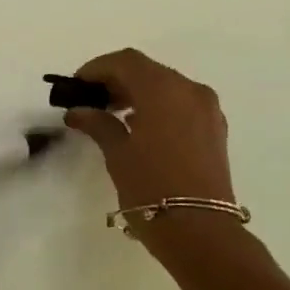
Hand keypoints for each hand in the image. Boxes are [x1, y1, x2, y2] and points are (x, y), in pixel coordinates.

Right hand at [62, 49, 236, 208]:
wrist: (198, 228)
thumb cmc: (150, 187)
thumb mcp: (117, 153)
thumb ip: (97, 123)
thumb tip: (78, 111)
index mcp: (163, 90)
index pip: (125, 62)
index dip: (96, 68)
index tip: (75, 86)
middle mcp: (190, 90)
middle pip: (147, 70)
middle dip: (116, 80)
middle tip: (89, 101)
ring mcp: (206, 109)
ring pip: (166, 86)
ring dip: (137, 93)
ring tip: (110, 116)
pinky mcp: (213, 128)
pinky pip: (180, 103)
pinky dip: (156, 106)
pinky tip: (137, 128)